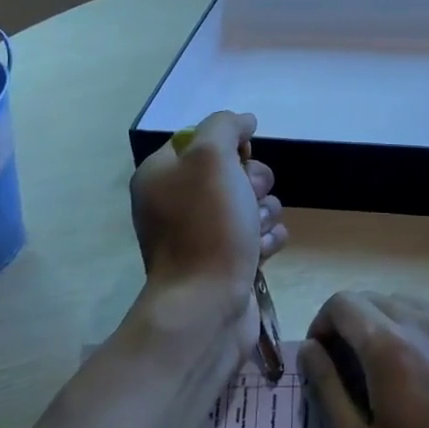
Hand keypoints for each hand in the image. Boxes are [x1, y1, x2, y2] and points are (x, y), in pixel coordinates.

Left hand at [128, 111, 285, 341]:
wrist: (206, 306)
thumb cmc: (206, 227)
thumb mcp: (211, 157)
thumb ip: (225, 126)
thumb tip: (244, 122)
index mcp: (162, 175)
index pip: (203, 139)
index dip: (229, 145)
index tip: (241, 158)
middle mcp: (178, 202)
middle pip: (234, 171)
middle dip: (253, 182)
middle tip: (248, 199)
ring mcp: (202, 234)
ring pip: (252, 203)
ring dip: (263, 213)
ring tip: (253, 233)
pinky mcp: (226, 261)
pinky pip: (259, 235)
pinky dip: (266, 240)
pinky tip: (261, 251)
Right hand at [299, 291, 428, 427]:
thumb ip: (328, 392)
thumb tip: (311, 349)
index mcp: (388, 347)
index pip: (342, 303)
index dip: (322, 325)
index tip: (323, 362)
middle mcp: (425, 323)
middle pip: (374, 299)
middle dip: (352, 326)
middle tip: (350, 372)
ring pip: (412, 302)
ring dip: (389, 322)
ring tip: (391, 367)